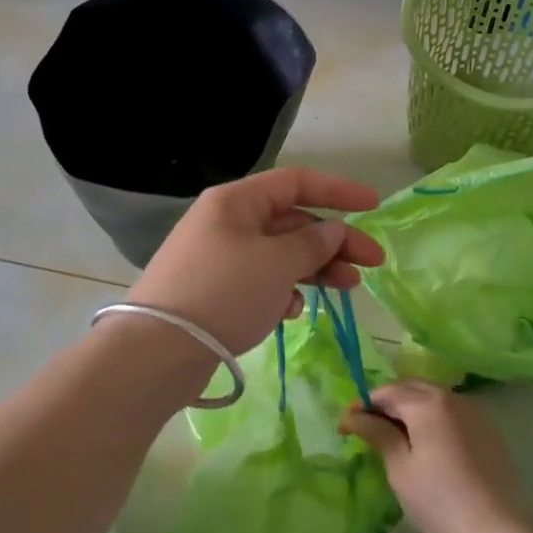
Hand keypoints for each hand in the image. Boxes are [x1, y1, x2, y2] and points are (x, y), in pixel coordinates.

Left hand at [125, 167, 383, 356]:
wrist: (158, 350)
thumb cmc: (223, 292)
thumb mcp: (275, 263)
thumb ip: (311, 243)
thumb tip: (333, 228)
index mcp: (237, 201)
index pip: (296, 182)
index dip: (338, 190)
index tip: (374, 205)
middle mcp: (227, 222)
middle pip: (291, 221)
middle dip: (333, 240)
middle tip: (372, 263)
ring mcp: (219, 257)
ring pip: (279, 253)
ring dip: (314, 267)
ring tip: (347, 288)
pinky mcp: (215, 290)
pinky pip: (260, 281)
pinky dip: (282, 290)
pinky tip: (293, 310)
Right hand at [341, 381, 530, 532]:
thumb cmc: (441, 502)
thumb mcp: (400, 469)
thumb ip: (378, 434)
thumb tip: (354, 416)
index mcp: (426, 403)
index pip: (385, 392)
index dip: (362, 406)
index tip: (345, 426)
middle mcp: (450, 396)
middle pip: (409, 388)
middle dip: (386, 403)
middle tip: (367, 428)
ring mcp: (473, 411)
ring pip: (432, 398)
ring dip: (410, 409)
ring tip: (395, 436)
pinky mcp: (487, 429)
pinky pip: (451, 412)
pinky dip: (432, 418)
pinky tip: (427, 445)